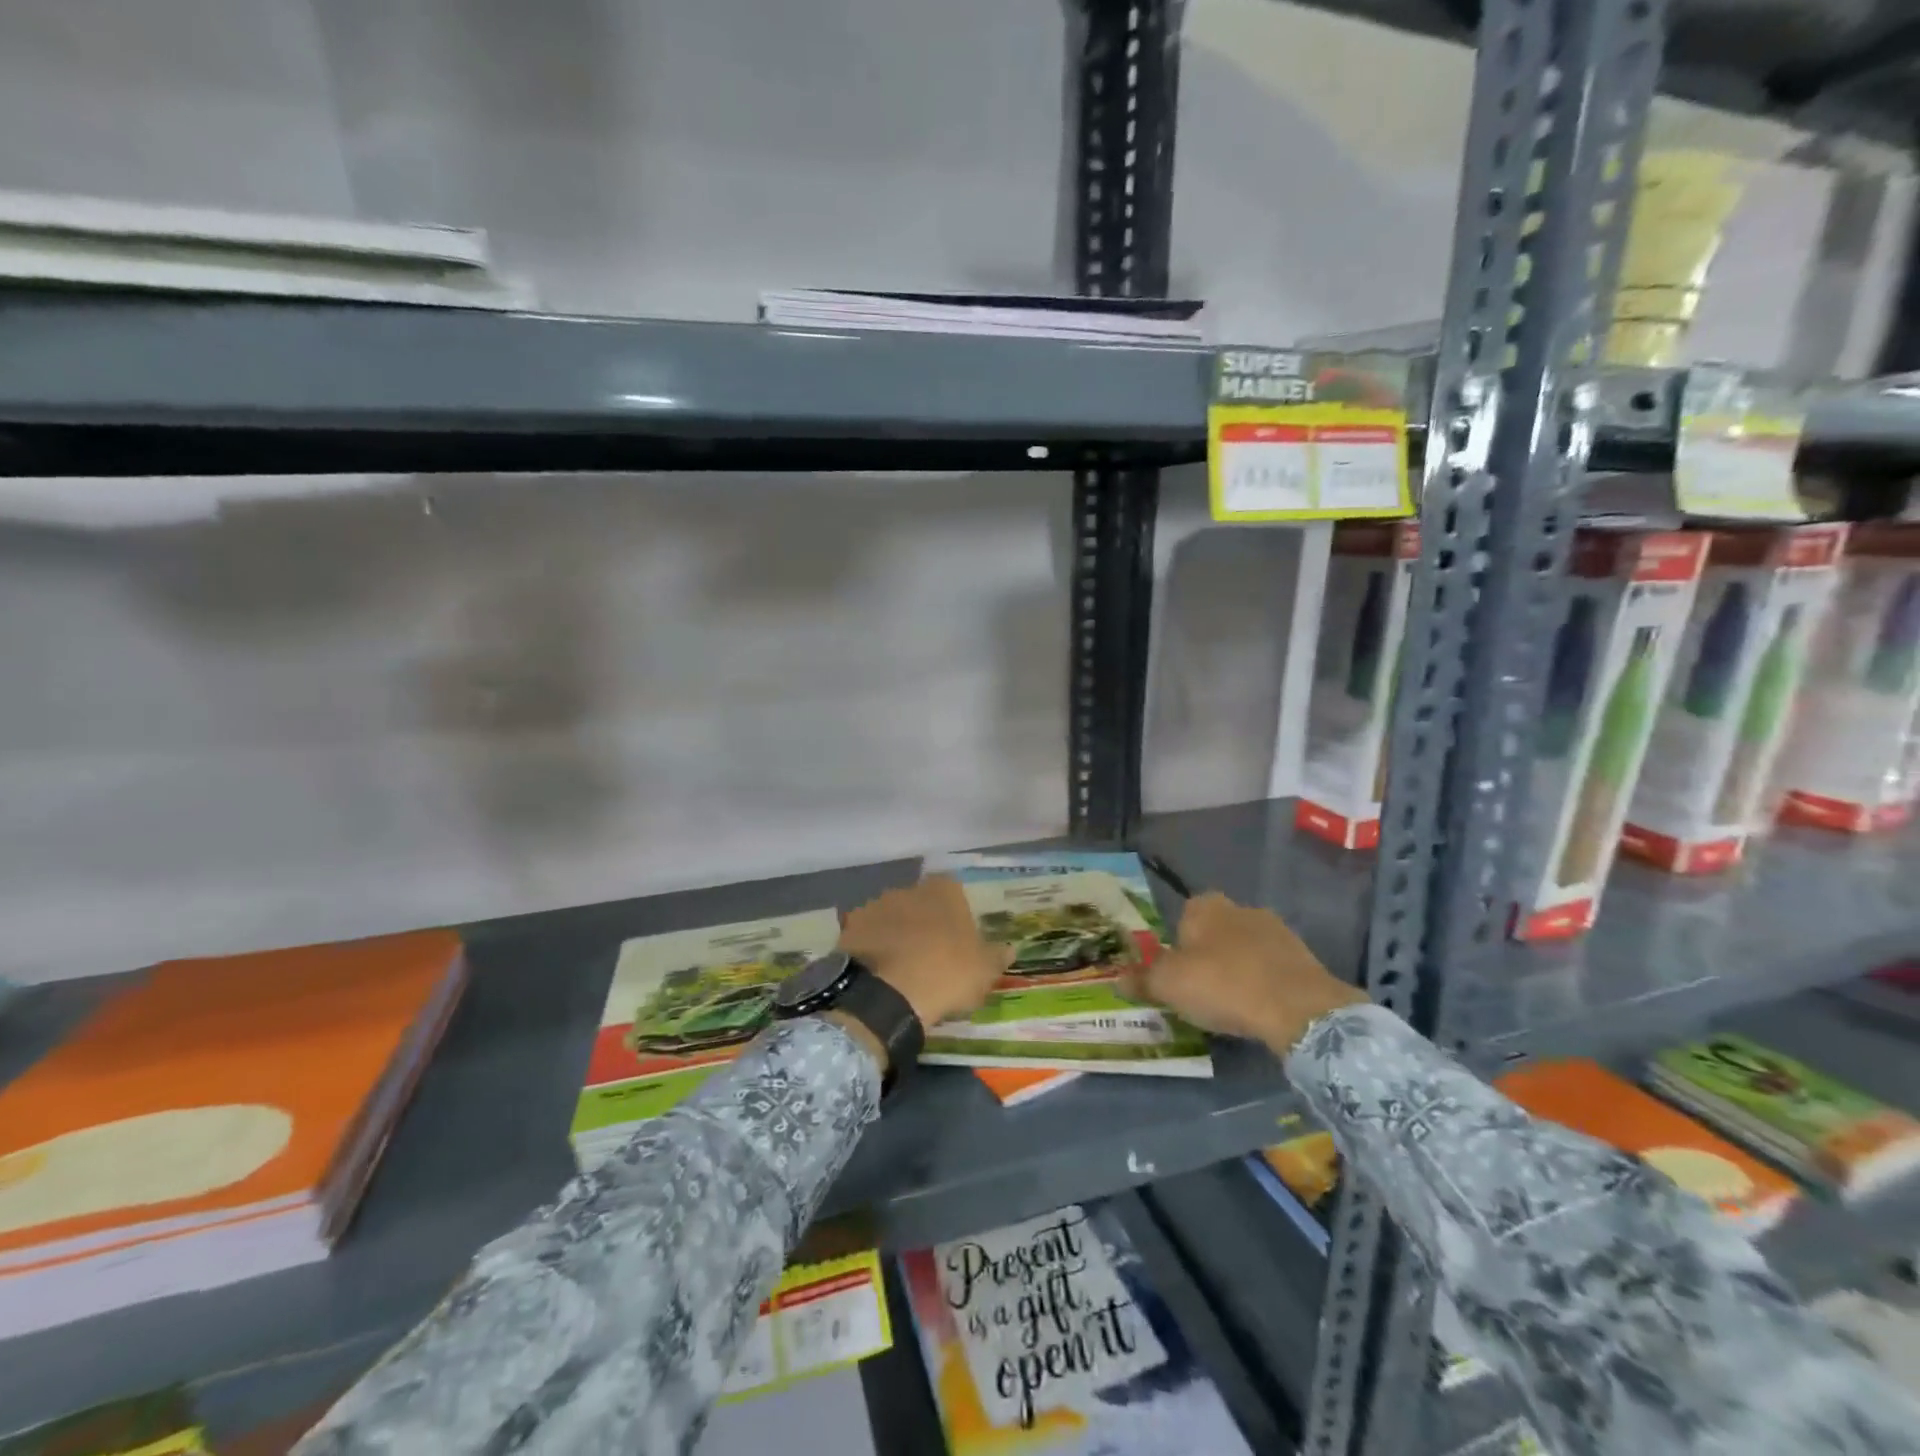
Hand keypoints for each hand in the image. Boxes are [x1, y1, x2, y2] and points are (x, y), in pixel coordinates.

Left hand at [839, 876, 1010, 1030]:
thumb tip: (1010, 949)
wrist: (886, 994)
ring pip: (892, 917)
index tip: (959, 939)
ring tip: (903, 969)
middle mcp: (908, 889)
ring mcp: (875, 906)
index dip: (956, 914)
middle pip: (920, 902)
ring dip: (897, 934)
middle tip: (932, 955)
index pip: (953, 891)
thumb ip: (996, 956)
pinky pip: (868, 936)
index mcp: (944, 890)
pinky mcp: (850, 928)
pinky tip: (879, 974)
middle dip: (924, 922)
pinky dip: (874, 949)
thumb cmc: (945, 973)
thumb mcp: (983, 971)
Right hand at [1119, 891, 1366, 1054]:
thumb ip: (1141, 981)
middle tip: (1201, 993)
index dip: (1176, 948)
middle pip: (1214, 933)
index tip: (1177, 976)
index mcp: (1204, 906)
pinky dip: (1264, 984)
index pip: (1182, 918)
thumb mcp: (1167, 986)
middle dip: (1208, 957)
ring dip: (1238, 970)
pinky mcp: (1304, 956)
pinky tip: (1261, 1009)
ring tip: (1233, 1006)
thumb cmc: (1222, 985)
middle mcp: (1239, 908)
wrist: (1298, 1007)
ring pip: (1245, 950)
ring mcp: (1276, 930)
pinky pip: (1272, 968)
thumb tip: (1117, 979)